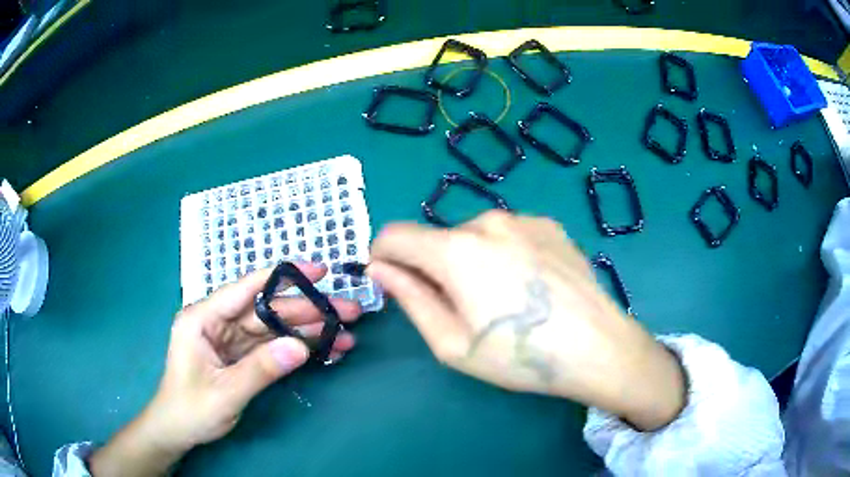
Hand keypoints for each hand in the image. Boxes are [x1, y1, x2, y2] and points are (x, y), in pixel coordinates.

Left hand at [89, 263, 362, 475]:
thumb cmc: (190, 409)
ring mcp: (230, 339)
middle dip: (308, 311)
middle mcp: (217, 322)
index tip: (319, 270)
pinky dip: (298, 349)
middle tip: (349, 311)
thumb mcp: (225, 393)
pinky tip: (325, 350)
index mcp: (202, 318)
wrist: (178, 430)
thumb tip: (301, 347)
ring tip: (347, 334)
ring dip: (309, 332)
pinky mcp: (240, 355)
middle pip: (267, 310)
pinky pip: (273, 347)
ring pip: (275, 328)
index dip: (283, 278)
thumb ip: (260, 369)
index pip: (245, 289)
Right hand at [368, 211, 684, 430]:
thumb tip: (381, 268)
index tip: (394, 283)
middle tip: (464, 308)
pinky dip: (504, 254)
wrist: (599, 347)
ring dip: (471, 260)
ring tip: (503, 299)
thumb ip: (411, 298)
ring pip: (474, 235)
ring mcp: (524, 218)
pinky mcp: (549, 225)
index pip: (395, 235)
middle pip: (438, 238)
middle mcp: (488, 221)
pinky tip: (531, 286)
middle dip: (435, 267)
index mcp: (457, 250)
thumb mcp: (453, 343)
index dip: (384, 257)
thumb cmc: (521, 356)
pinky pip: (508, 234)